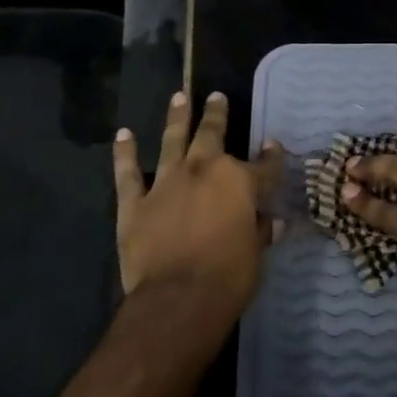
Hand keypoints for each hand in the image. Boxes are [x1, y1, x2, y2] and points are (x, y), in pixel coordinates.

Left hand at [113, 90, 283, 326]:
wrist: (177, 299)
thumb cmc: (228, 277)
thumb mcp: (255, 254)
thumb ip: (260, 231)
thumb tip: (271, 222)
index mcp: (238, 182)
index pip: (263, 166)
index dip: (271, 157)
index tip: (273, 145)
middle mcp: (202, 171)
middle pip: (212, 136)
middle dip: (216, 115)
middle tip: (217, 96)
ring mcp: (166, 183)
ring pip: (172, 141)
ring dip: (176, 118)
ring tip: (178, 96)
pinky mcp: (135, 203)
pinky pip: (127, 173)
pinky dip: (125, 153)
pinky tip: (123, 134)